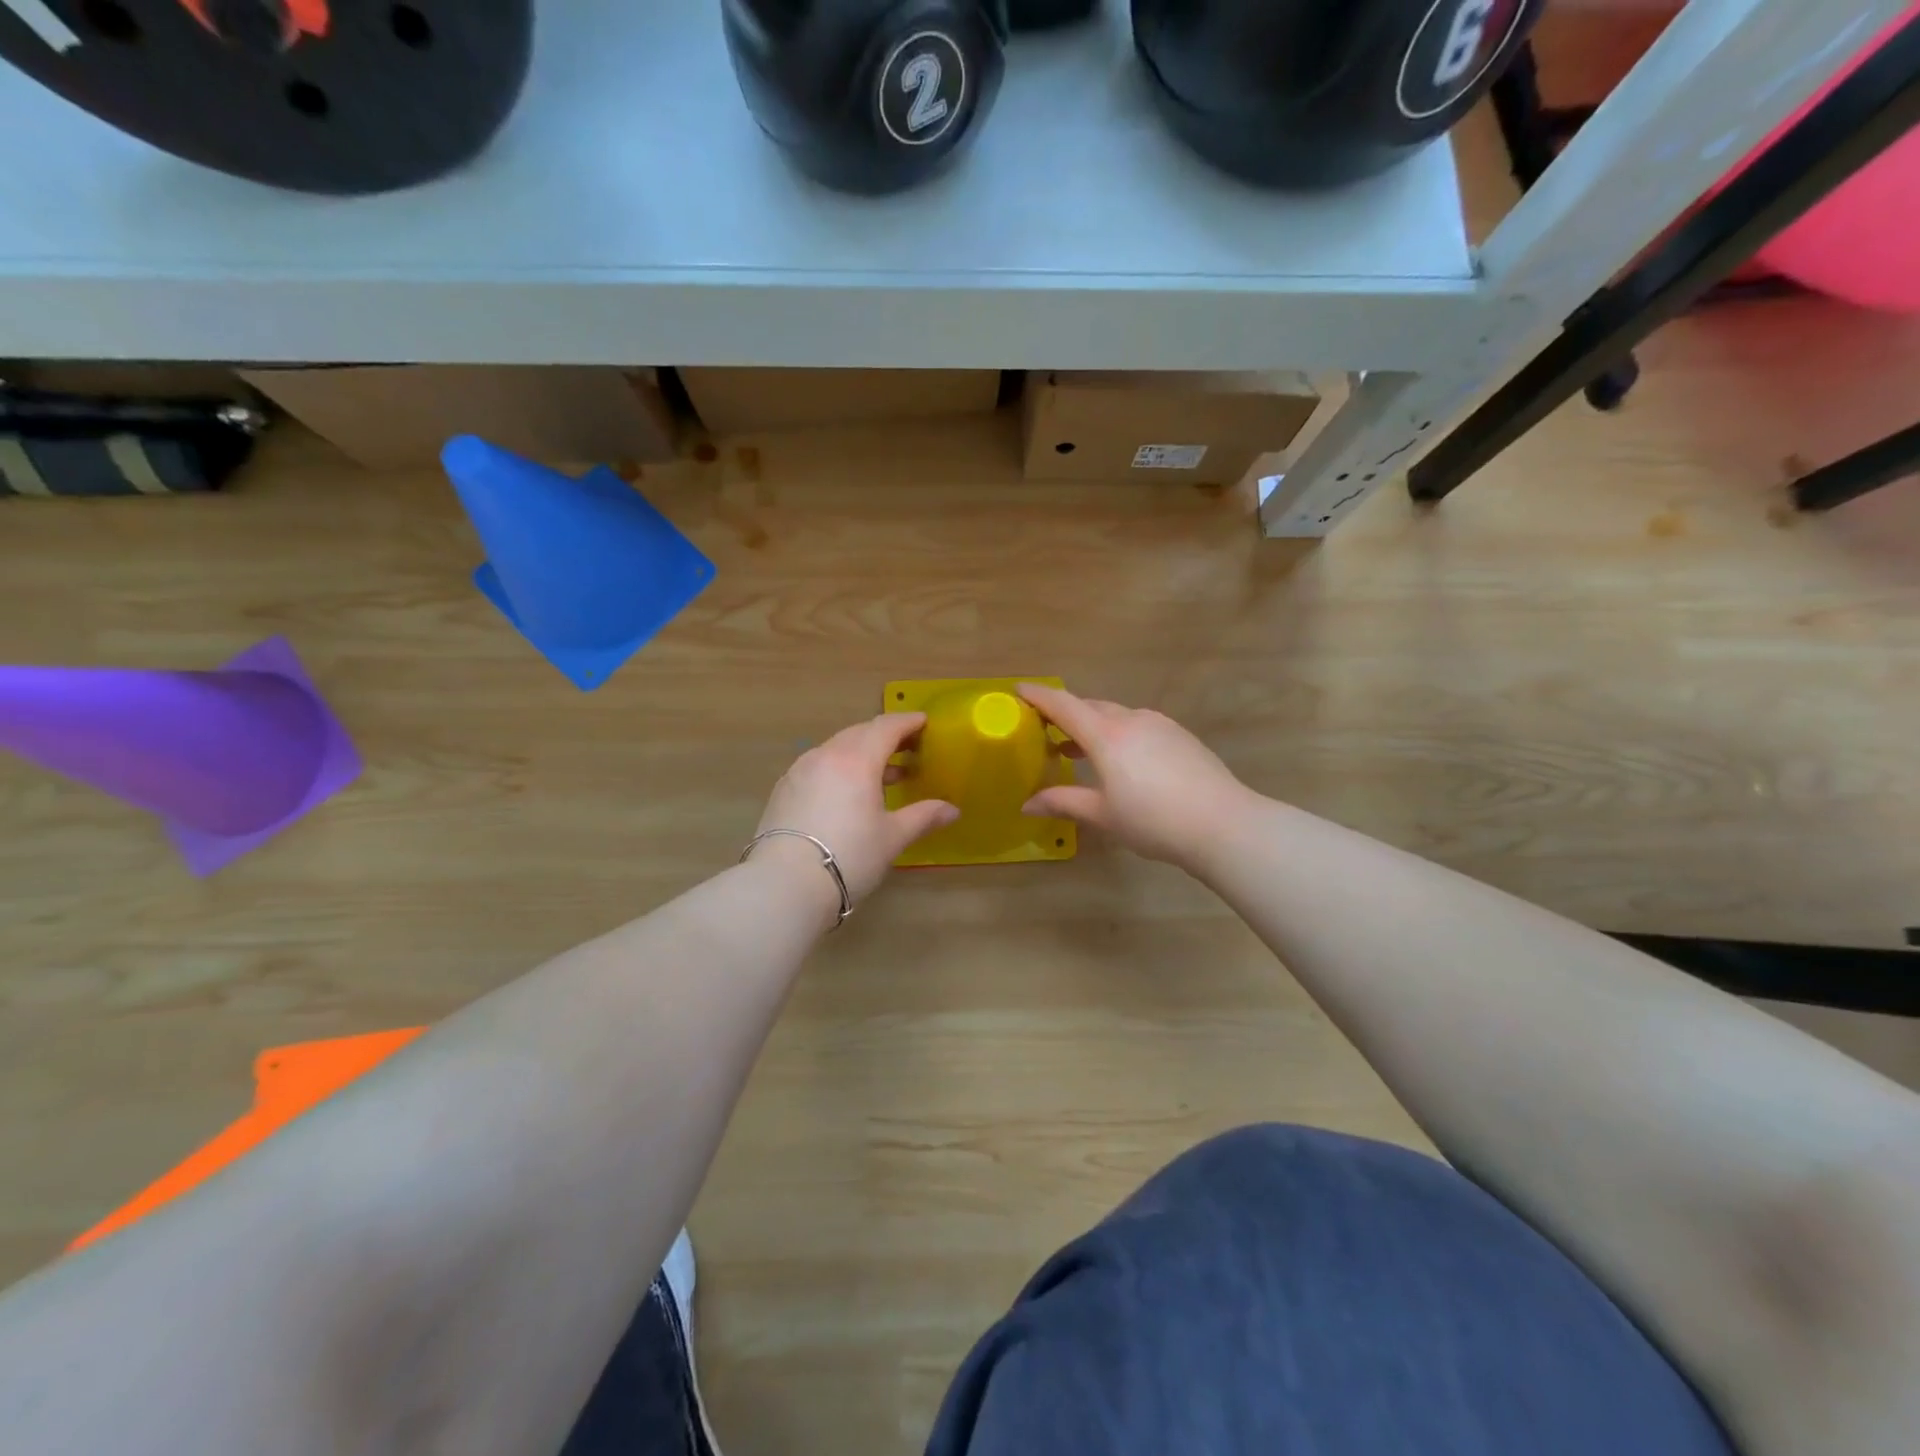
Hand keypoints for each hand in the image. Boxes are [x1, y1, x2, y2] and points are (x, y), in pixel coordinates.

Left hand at [751, 713, 959, 910]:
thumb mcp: (892, 838)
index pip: (886, 727)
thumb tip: (952, 810)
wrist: (784, 884)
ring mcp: (800, 770)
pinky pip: (818, 765)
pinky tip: (847, 792)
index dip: (907, 722)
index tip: (924, 723)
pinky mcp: (783, 789)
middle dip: (885, 736)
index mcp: (857, 760)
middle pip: (860, 733)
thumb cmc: (849, 857)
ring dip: (861, 753)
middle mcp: (826, 755)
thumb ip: (923, 817)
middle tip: (907, 748)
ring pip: (836, 748)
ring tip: (883, 775)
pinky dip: (839, 768)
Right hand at [1017, 684, 1252, 870]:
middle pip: (1090, 708)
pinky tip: (1122, 762)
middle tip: (1045, 728)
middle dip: (1066, 714)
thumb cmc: (1153, 820)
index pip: (1064, 705)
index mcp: (1106, 735)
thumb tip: (1027, 804)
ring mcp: (1160, 725)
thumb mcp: (1102, 815)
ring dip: (1093, 727)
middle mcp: (1132, 720)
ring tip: (1078, 750)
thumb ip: (1063, 802)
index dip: (1039, 696)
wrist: (1224, 824)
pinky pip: (1139, 726)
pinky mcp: (1180, 736)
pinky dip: (1119, 735)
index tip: (1019, 690)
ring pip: (1117, 717)